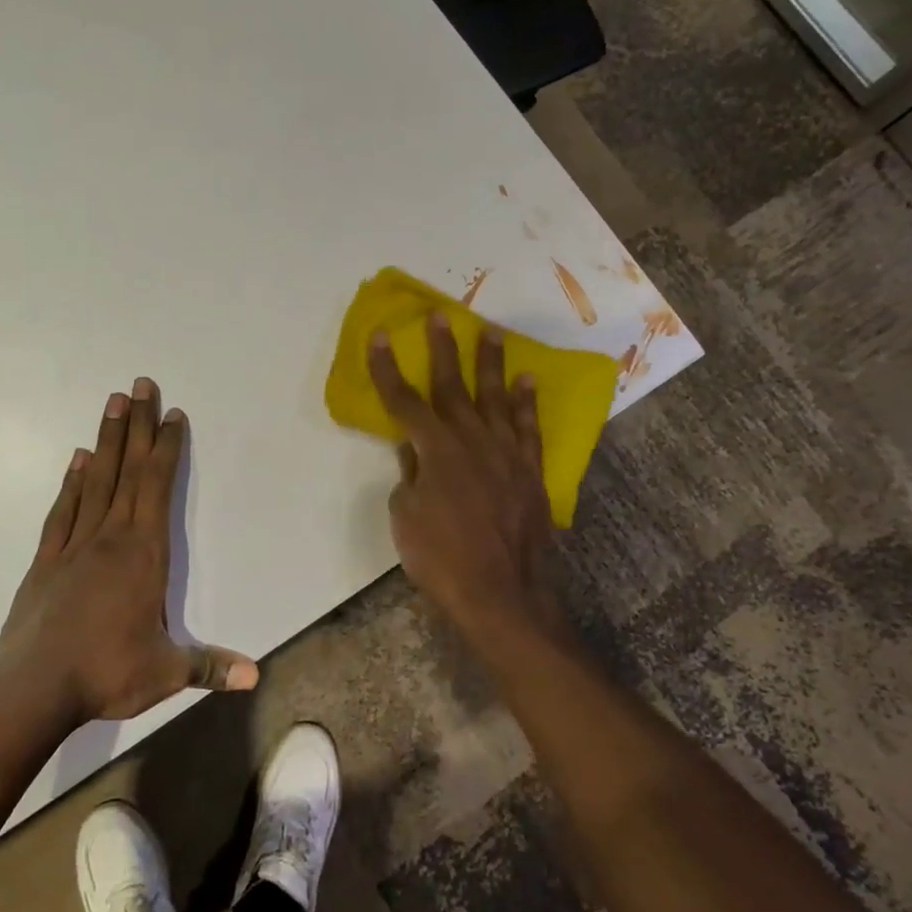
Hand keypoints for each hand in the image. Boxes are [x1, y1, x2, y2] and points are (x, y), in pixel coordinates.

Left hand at [0, 378, 257, 724]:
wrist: (32, 689)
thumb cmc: (105, 673)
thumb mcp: (166, 673)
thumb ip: (209, 667)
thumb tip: (255, 676)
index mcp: (144, 554)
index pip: (158, 488)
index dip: (167, 449)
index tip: (172, 414)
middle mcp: (111, 538)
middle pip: (128, 470)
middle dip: (138, 426)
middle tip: (140, 384)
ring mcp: (74, 546)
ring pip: (95, 481)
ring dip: (107, 440)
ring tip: (112, 403)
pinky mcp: (46, 561)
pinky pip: (63, 511)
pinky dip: (72, 482)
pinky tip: (78, 459)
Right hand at [368, 315, 564, 645]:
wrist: (503, 594)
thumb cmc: (442, 560)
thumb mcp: (406, 518)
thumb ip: (410, 476)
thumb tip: (414, 453)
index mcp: (434, 450)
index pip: (405, 402)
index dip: (389, 369)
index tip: (382, 336)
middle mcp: (471, 440)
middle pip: (452, 387)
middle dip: (442, 350)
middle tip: (439, 316)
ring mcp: (506, 453)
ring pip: (495, 397)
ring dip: (490, 363)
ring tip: (490, 331)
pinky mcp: (530, 470)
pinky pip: (529, 427)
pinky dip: (527, 402)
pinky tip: (527, 380)